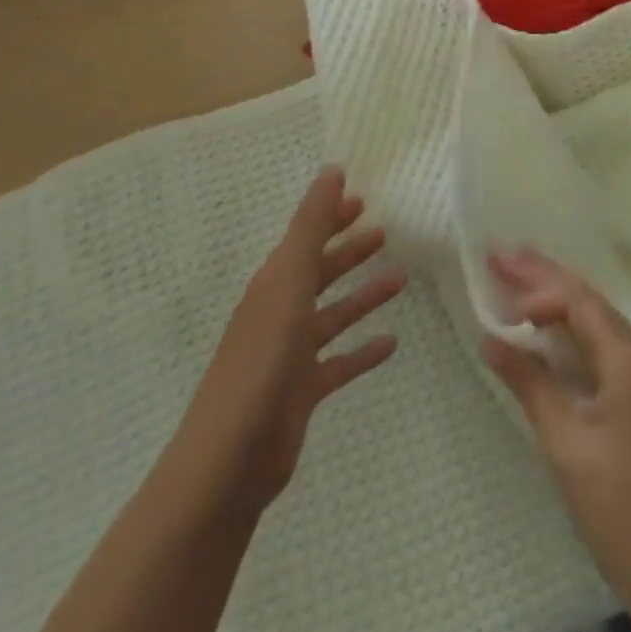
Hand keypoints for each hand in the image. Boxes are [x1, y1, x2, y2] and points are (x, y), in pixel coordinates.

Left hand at [180, 169, 405, 511]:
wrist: (229, 462)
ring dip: (363, 295)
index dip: (331, 216)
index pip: (306, 238)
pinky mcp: (302, 392)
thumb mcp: (288, 282)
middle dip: (349, 251)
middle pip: (319, 272)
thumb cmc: (261, 362)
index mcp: (273, 284)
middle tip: (385, 231)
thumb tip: (331, 170)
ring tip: (401, 279)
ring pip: (334, 314)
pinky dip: (363, 350)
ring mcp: (290, 354)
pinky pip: (340, 361)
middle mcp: (280, 312)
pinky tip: (391, 343)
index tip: (362, 198)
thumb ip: (311, 227)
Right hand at [480, 249, 630, 631]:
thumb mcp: (565, 445)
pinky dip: (574, 332)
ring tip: (519, 280)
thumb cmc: (620, 510)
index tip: (501, 302)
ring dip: (559, 301)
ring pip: (599, 322)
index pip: (581, 303)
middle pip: (591, 302)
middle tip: (501, 254)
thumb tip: (491, 339)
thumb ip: (530, 384)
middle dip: (546, 277)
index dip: (539, 292)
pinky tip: (552, 331)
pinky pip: (606, 347)